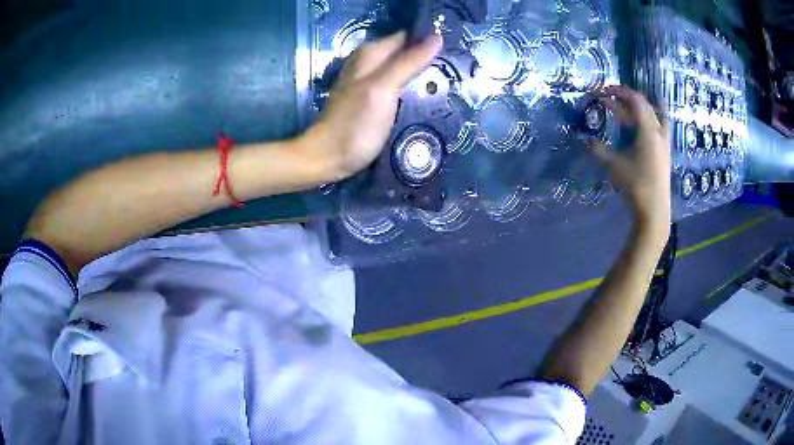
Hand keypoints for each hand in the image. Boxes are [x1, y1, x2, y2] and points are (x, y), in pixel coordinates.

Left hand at [302, 32, 442, 180]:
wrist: (329, 157)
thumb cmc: (354, 124)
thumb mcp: (383, 89)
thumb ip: (408, 62)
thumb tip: (437, 37)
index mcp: (371, 54)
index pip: (407, 36)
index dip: (429, 39)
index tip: (455, 48)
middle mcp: (370, 62)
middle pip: (406, 51)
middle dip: (429, 56)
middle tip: (456, 68)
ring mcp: (371, 81)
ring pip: (403, 68)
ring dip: (422, 72)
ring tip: (449, 80)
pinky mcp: (374, 99)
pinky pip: (399, 84)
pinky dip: (413, 86)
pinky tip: (429, 94)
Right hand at [594, 85, 671, 232]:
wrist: (655, 210)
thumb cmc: (636, 185)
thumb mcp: (615, 166)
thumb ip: (600, 150)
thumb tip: (584, 140)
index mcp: (648, 130)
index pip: (635, 100)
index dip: (619, 91)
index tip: (604, 91)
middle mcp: (658, 131)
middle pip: (645, 105)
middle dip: (627, 99)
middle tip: (611, 99)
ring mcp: (664, 142)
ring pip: (654, 115)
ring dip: (640, 108)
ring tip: (627, 109)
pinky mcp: (665, 152)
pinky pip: (660, 127)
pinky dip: (650, 120)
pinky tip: (641, 127)